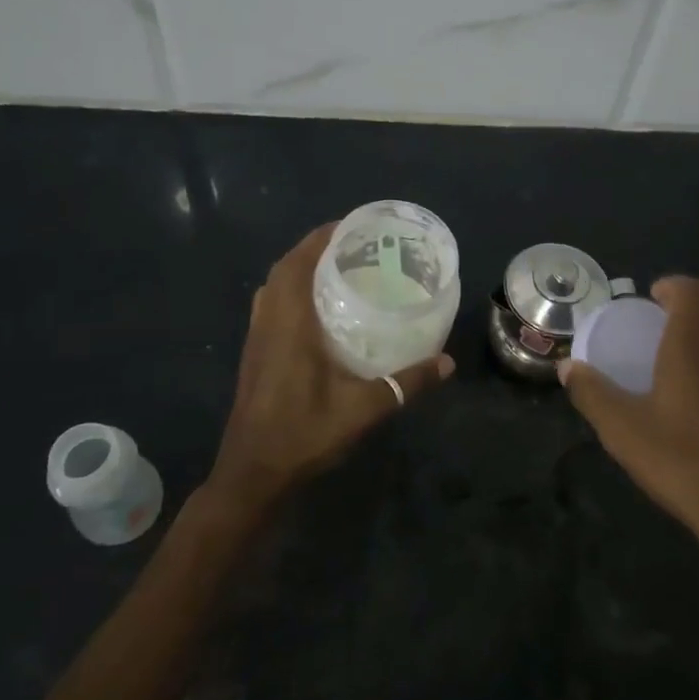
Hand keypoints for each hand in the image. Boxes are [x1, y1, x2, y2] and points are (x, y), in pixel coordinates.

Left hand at [209, 223, 453, 514]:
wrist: (252, 474)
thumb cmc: (303, 435)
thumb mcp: (362, 409)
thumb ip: (406, 384)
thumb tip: (446, 362)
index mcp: (289, 323)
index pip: (299, 263)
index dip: (322, 237)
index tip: (352, 225)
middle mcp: (268, 322)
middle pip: (284, 267)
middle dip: (314, 247)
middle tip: (353, 246)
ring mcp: (257, 338)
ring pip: (273, 286)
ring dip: (299, 268)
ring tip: (337, 268)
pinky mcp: (254, 354)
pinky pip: (270, 305)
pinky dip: (290, 291)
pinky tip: (317, 310)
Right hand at [560, 276, 698, 570]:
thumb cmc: (681, 461)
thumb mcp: (622, 429)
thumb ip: (591, 392)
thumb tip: (566, 367)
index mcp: (695, 343)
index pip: (692, 289)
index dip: (673, 285)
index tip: (652, 298)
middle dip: (693, 301)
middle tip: (665, 320)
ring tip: (689, 352)